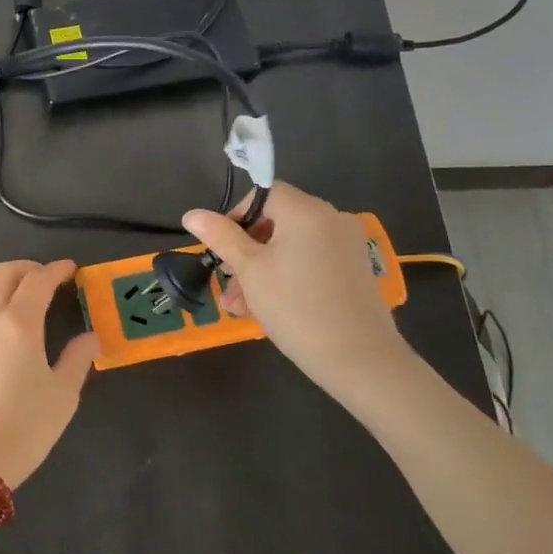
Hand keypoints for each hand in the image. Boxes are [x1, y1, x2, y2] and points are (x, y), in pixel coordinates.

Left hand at [0, 259, 99, 488]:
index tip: (70, 270)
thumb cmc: (24, 428)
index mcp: (19, 323)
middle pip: (0, 274)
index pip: (39, 281)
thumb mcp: (63, 396)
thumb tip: (91, 337)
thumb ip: (78, 359)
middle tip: (41, 279)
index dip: (56, 270)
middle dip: (23, 269)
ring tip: (5, 297)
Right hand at [183, 182, 420, 404]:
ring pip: (292, 247)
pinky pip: (311, 262)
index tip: (220, 247)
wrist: (360, 359)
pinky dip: (288, 276)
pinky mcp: (355, 271)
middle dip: (246, 249)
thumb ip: (221, 237)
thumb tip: (192, 214)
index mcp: (306, 211)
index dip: (237, 215)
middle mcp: (331, 219)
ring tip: (240, 305)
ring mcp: (347, 246)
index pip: (264, 194)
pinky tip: (268, 307)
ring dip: (262, 269)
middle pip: (278, 222)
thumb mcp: (250, 270)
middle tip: (227, 280)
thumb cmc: (296, 307)